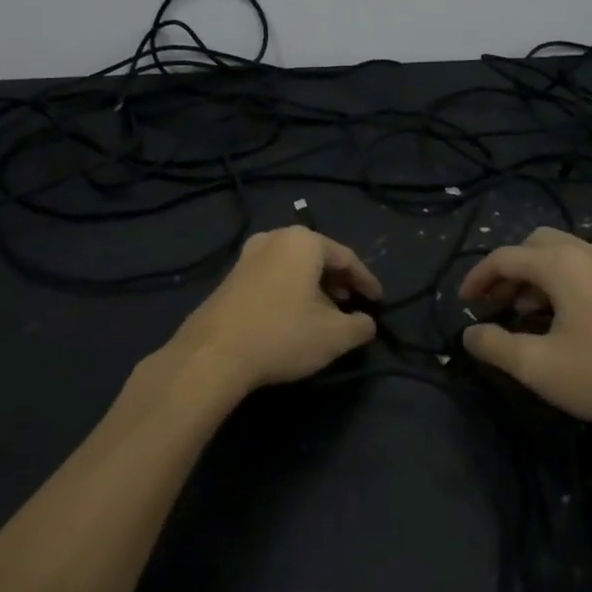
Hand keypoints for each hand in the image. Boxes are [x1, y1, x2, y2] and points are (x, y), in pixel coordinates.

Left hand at [167, 226, 382, 399]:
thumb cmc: (282, 335)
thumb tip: (367, 323)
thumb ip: (360, 326)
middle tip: (352, 303)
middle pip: (318, 257)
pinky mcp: (230, 277)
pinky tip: (294, 316)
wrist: (213, 354)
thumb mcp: (334, 336)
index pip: (346, 257)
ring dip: (313, 287)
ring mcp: (248, 255)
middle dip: (338, 281)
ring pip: (293, 267)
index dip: (366, 281)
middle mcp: (275, 238)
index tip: (378, 300)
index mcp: (304, 241)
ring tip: (325, 313)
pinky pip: (273, 276)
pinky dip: (290, 291)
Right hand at [458, 227, 591, 431]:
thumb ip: (496, 346)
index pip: (505, 257)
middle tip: (494, 302)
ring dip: (535, 276)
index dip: (477, 277)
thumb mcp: (538, 366)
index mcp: (562, 264)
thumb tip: (470, 334)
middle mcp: (588, 254)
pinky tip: (561, 319)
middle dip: (508, 270)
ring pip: (562, 255)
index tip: (463, 303)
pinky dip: (560, 282)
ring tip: (522, 313)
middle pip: (535, 244)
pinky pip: (584, 268)